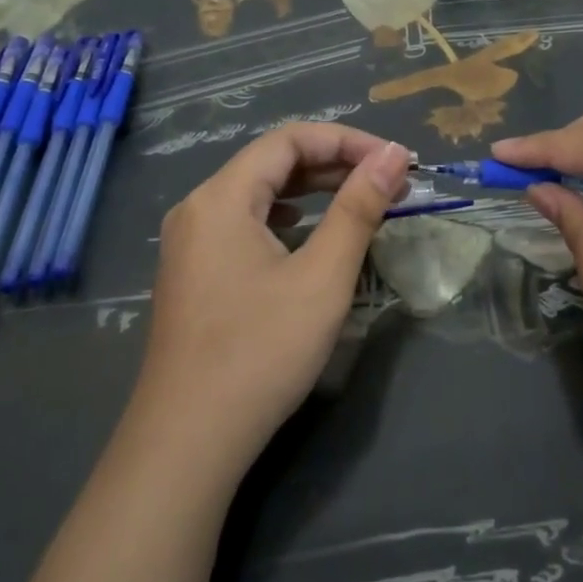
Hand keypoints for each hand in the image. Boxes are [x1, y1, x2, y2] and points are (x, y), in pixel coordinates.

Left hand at [131, 124, 409, 477]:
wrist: (188, 442)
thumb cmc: (261, 351)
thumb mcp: (323, 276)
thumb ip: (358, 207)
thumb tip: (394, 154)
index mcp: (221, 196)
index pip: (289, 139)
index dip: (347, 140)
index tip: (394, 160)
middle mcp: (198, 207)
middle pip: (271, 162)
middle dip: (333, 164)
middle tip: (387, 181)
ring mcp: (189, 242)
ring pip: (257, 193)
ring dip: (311, 190)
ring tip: (358, 199)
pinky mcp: (192, 273)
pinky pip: (243, 223)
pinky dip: (284, 217)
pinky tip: (305, 232)